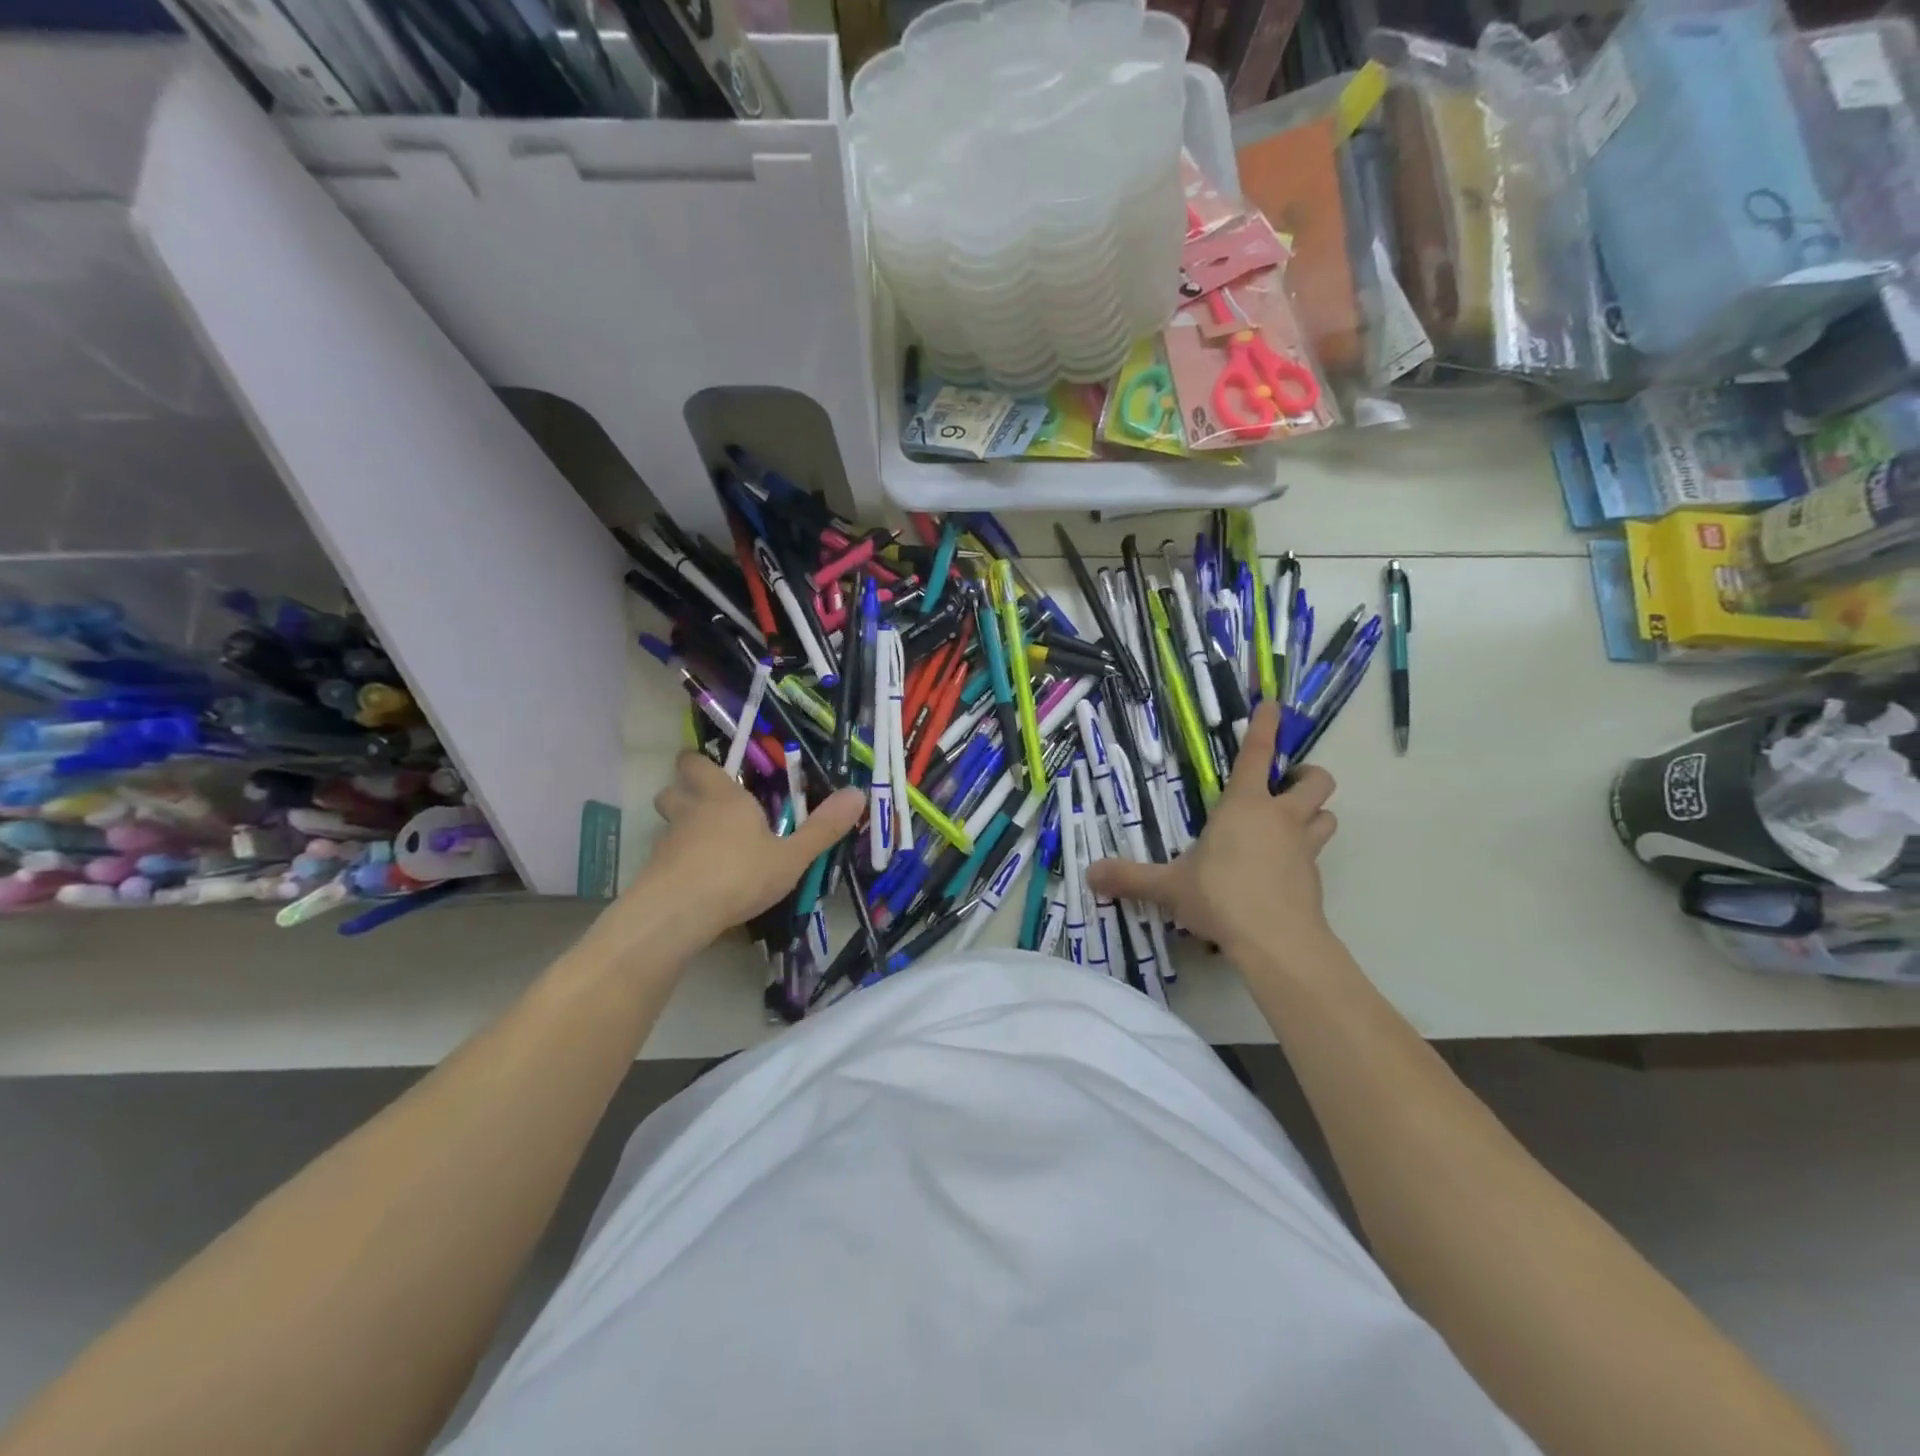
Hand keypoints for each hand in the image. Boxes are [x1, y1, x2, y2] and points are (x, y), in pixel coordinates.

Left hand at [597, 751, 864, 954]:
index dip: (699, 763)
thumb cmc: (739, 874)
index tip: (711, 766)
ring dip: (680, 828)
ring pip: (667, 824)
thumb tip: (858, 793)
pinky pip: (665, 858)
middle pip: (672, 790)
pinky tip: (696, 881)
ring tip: (705, 845)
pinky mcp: (653, 872)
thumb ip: (822, 828)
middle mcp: (690, 811)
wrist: (677, 914)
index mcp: (723, 797)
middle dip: (683, 791)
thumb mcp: (791, 856)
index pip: (697, 764)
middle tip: (706, 804)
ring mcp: (667, 842)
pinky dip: (676, 863)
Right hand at [1087, 701, 1337, 962]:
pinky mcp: (1315, 878)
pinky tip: (1280, 872)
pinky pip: (1316, 855)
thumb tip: (1089, 874)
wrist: (1277, 942)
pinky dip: (1303, 855)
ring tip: (1291, 824)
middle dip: (1305, 775)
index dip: (1265, 726)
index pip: (1256, 754)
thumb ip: (1131, 877)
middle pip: (1316, 780)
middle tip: (1286, 784)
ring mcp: (1303, 848)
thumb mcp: (1170, 886)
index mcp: (1244, 806)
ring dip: (1315, 814)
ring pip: (1327, 815)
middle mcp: (1280, 818)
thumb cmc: (1220, 896)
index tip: (1272, 705)